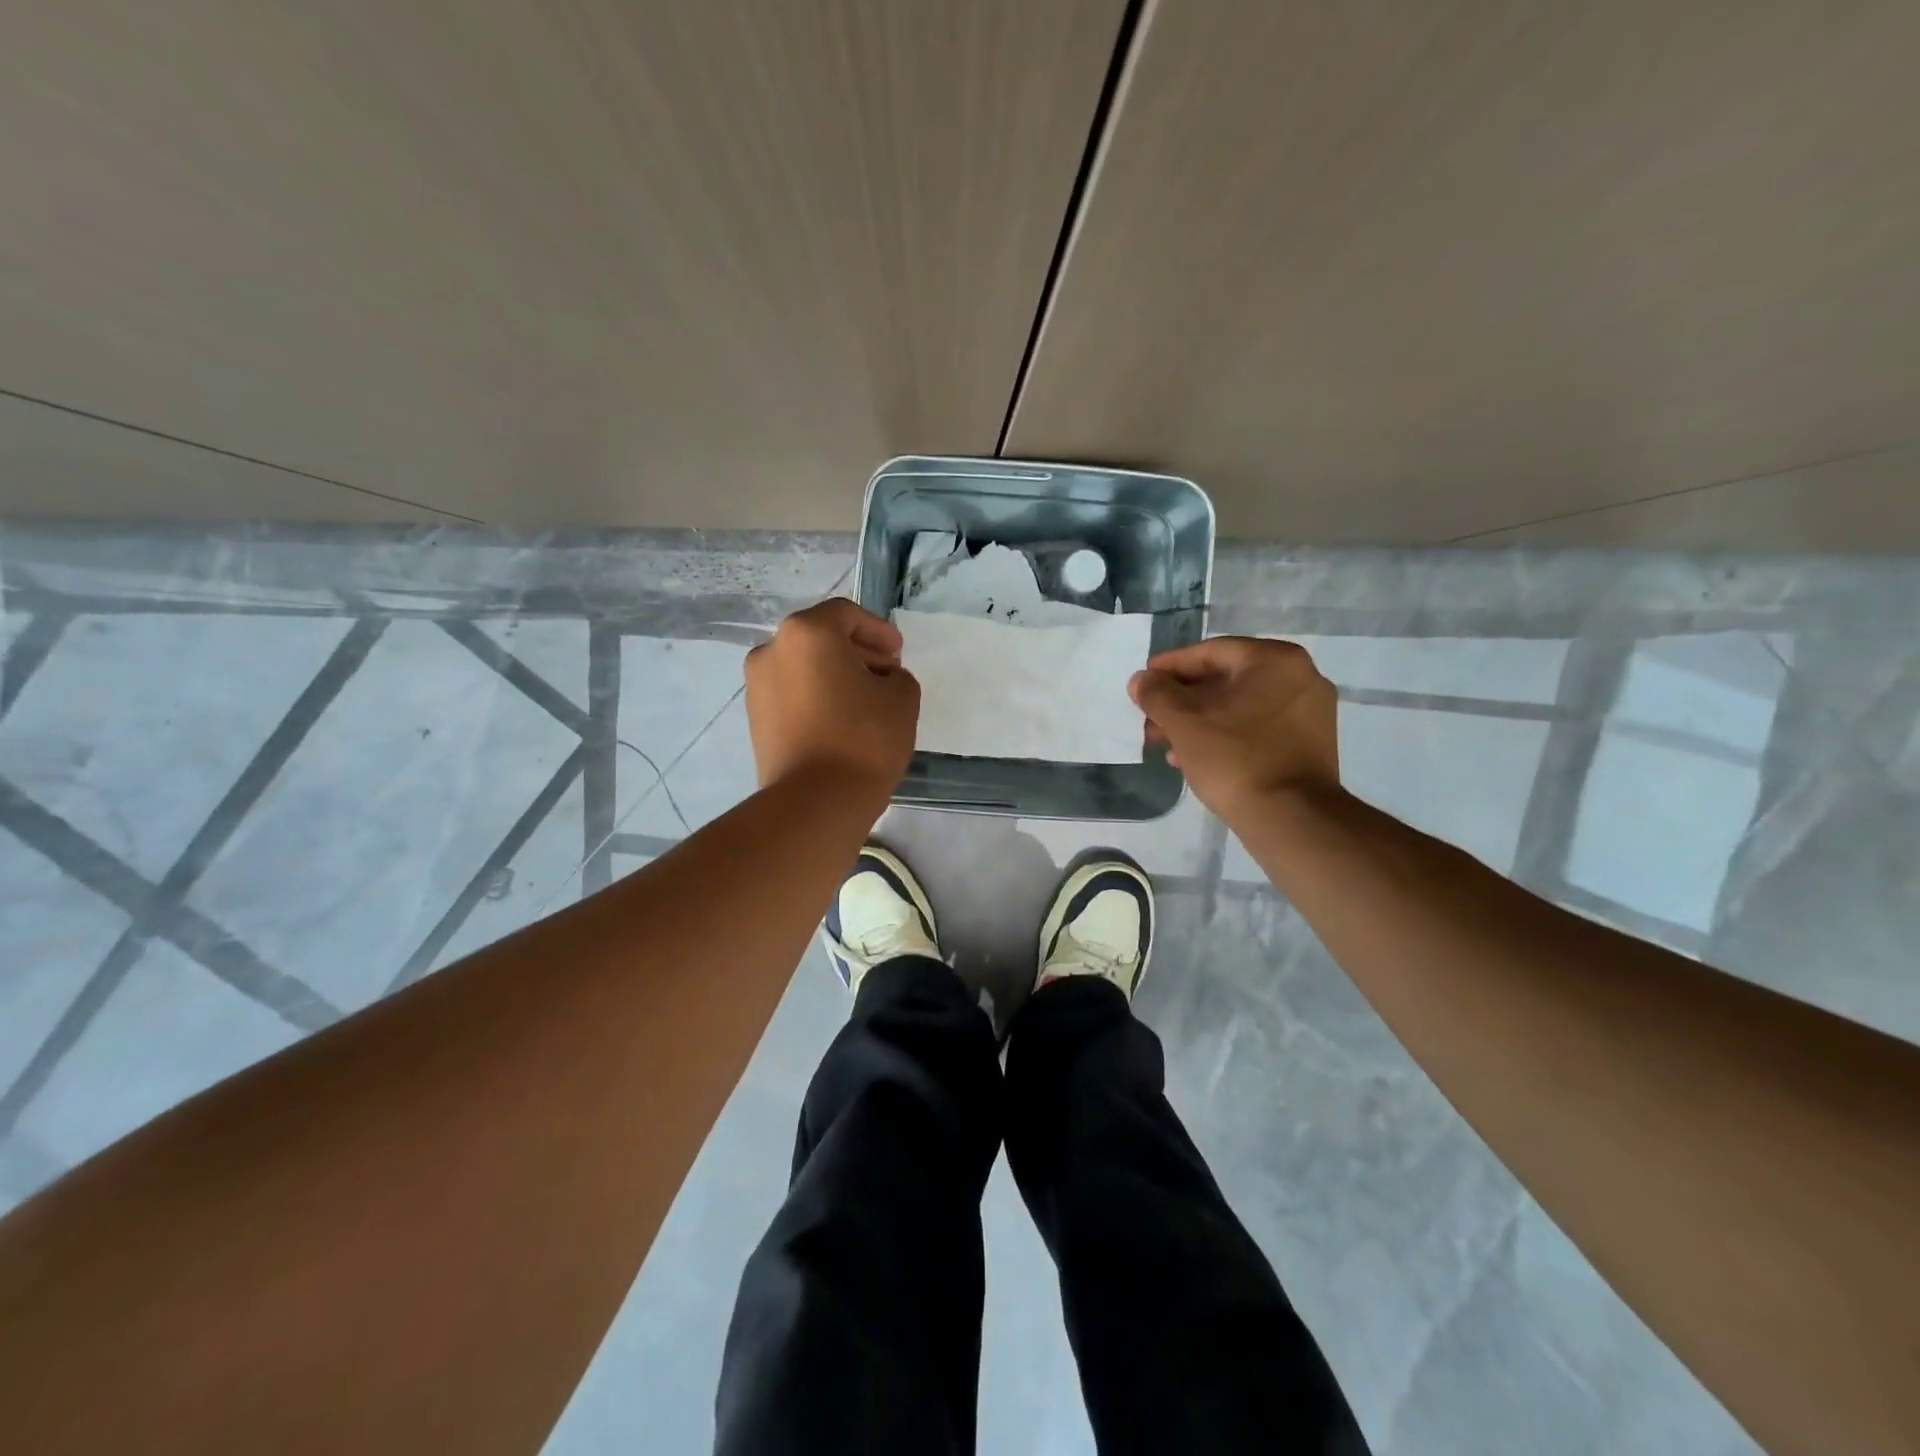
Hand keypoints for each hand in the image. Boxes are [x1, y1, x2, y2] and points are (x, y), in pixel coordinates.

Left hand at [745, 598, 919, 794]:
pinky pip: (792, 694)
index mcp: (807, 633)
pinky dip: (816, 696)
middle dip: (856, 652)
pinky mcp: (754, 719)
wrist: (816, 800)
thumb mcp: (902, 697)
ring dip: (834, 675)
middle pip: (820, 638)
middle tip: (886, 675)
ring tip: (865, 702)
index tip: (898, 654)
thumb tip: (878, 680)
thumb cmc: (864, 738)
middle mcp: (772, 650)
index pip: (846, 614)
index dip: (878, 630)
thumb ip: (895, 675)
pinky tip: (841, 721)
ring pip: (803, 666)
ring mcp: (756, 686)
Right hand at [1130, 637, 1338, 821]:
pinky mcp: (1310, 743)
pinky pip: (1257, 727)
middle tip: (1150, 721)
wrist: (1291, 818)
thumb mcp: (1184, 723)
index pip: (1211, 652)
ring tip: (1166, 747)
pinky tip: (1194, 759)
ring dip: (1199, 722)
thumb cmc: (1235, 759)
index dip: (1171, 667)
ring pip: (1239, 707)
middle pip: (1225, 680)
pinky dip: (1225, 735)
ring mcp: (1309, 712)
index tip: (1144, 682)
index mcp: (1274, 660)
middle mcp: (1300, 677)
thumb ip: (1157, 695)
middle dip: (1182, 702)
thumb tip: (1141, 680)